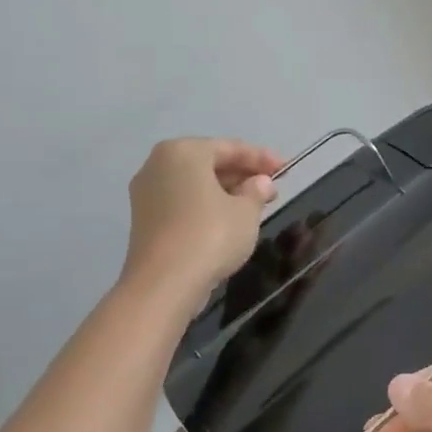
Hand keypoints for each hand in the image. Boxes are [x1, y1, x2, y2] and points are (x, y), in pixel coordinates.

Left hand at [119, 139, 282, 312]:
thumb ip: (256, 191)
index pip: (230, 148)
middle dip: (242, 174)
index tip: (286, 168)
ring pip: (195, 183)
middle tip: (271, 187)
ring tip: (254, 204)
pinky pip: (183, 200)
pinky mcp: (145, 219)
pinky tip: (228, 218)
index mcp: (184, 152)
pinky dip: (206, 204)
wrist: (164, 283)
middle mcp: (159, 165)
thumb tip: (260, 183)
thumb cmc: (210, 235)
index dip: (261, 158)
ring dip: (225, 190)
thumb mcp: (246, 211)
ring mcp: (147, 192)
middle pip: (209, 162)